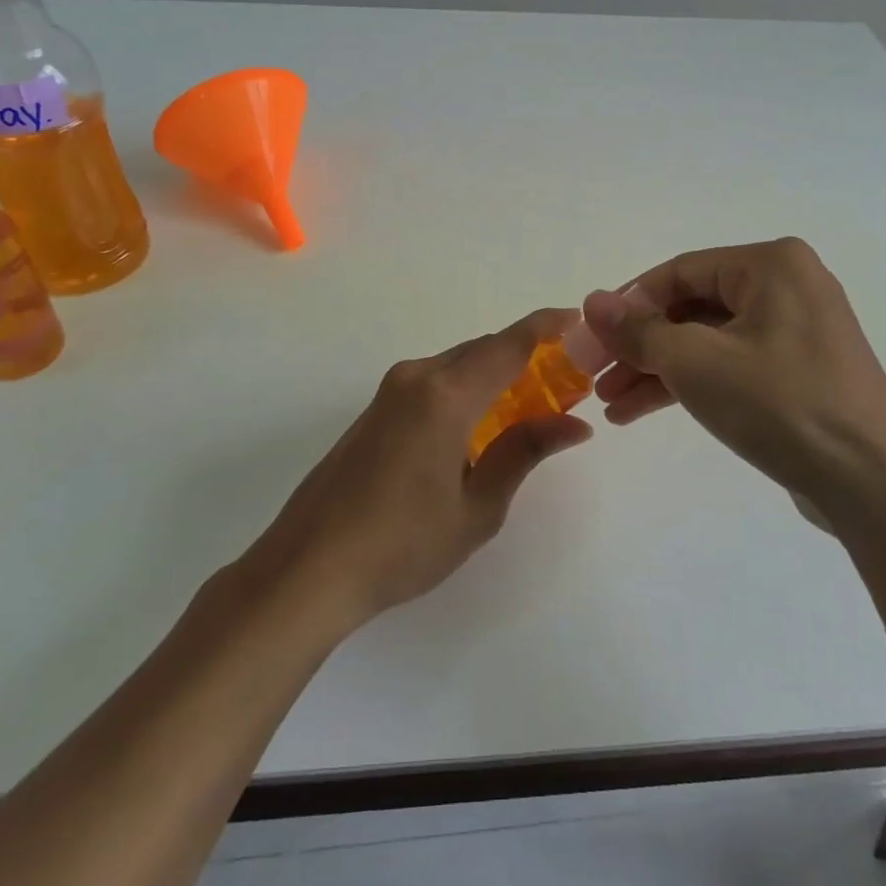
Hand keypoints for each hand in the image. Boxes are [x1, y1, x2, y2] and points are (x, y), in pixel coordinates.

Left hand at [246, 310, 593, 626]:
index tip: (577, 318)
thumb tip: (574, 424)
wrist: (309, 567)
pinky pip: (432, 382)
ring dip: (492, 373)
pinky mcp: (374, 411)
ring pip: (456, 365)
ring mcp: (389, 392)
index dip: (545, 326)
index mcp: (446, 395)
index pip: (508, 345)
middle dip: (524, 355)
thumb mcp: (478, 507)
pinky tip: (477, 424)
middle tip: (562, 379)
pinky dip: (465, 388)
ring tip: (526, 404)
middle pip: (482, 350)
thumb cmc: (403, 544)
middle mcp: (417, 378)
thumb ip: (524, 452)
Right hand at [581, 238, 885, 502]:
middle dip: (640, 346)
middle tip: (596, 377)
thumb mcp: (695, 362)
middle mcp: (786, 287)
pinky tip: (642, 412)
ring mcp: (795, 331)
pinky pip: (730, 365)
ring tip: (612, 404)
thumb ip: (638, 330)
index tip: (591, 340)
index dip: (628, 305)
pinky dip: (690, 384)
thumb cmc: (780, 404)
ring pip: (707, 340)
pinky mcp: (798, 372)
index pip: (679, 272)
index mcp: (770, 265)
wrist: (871, 484)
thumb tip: (591, 302)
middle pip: (691, 307)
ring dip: (658, 370)